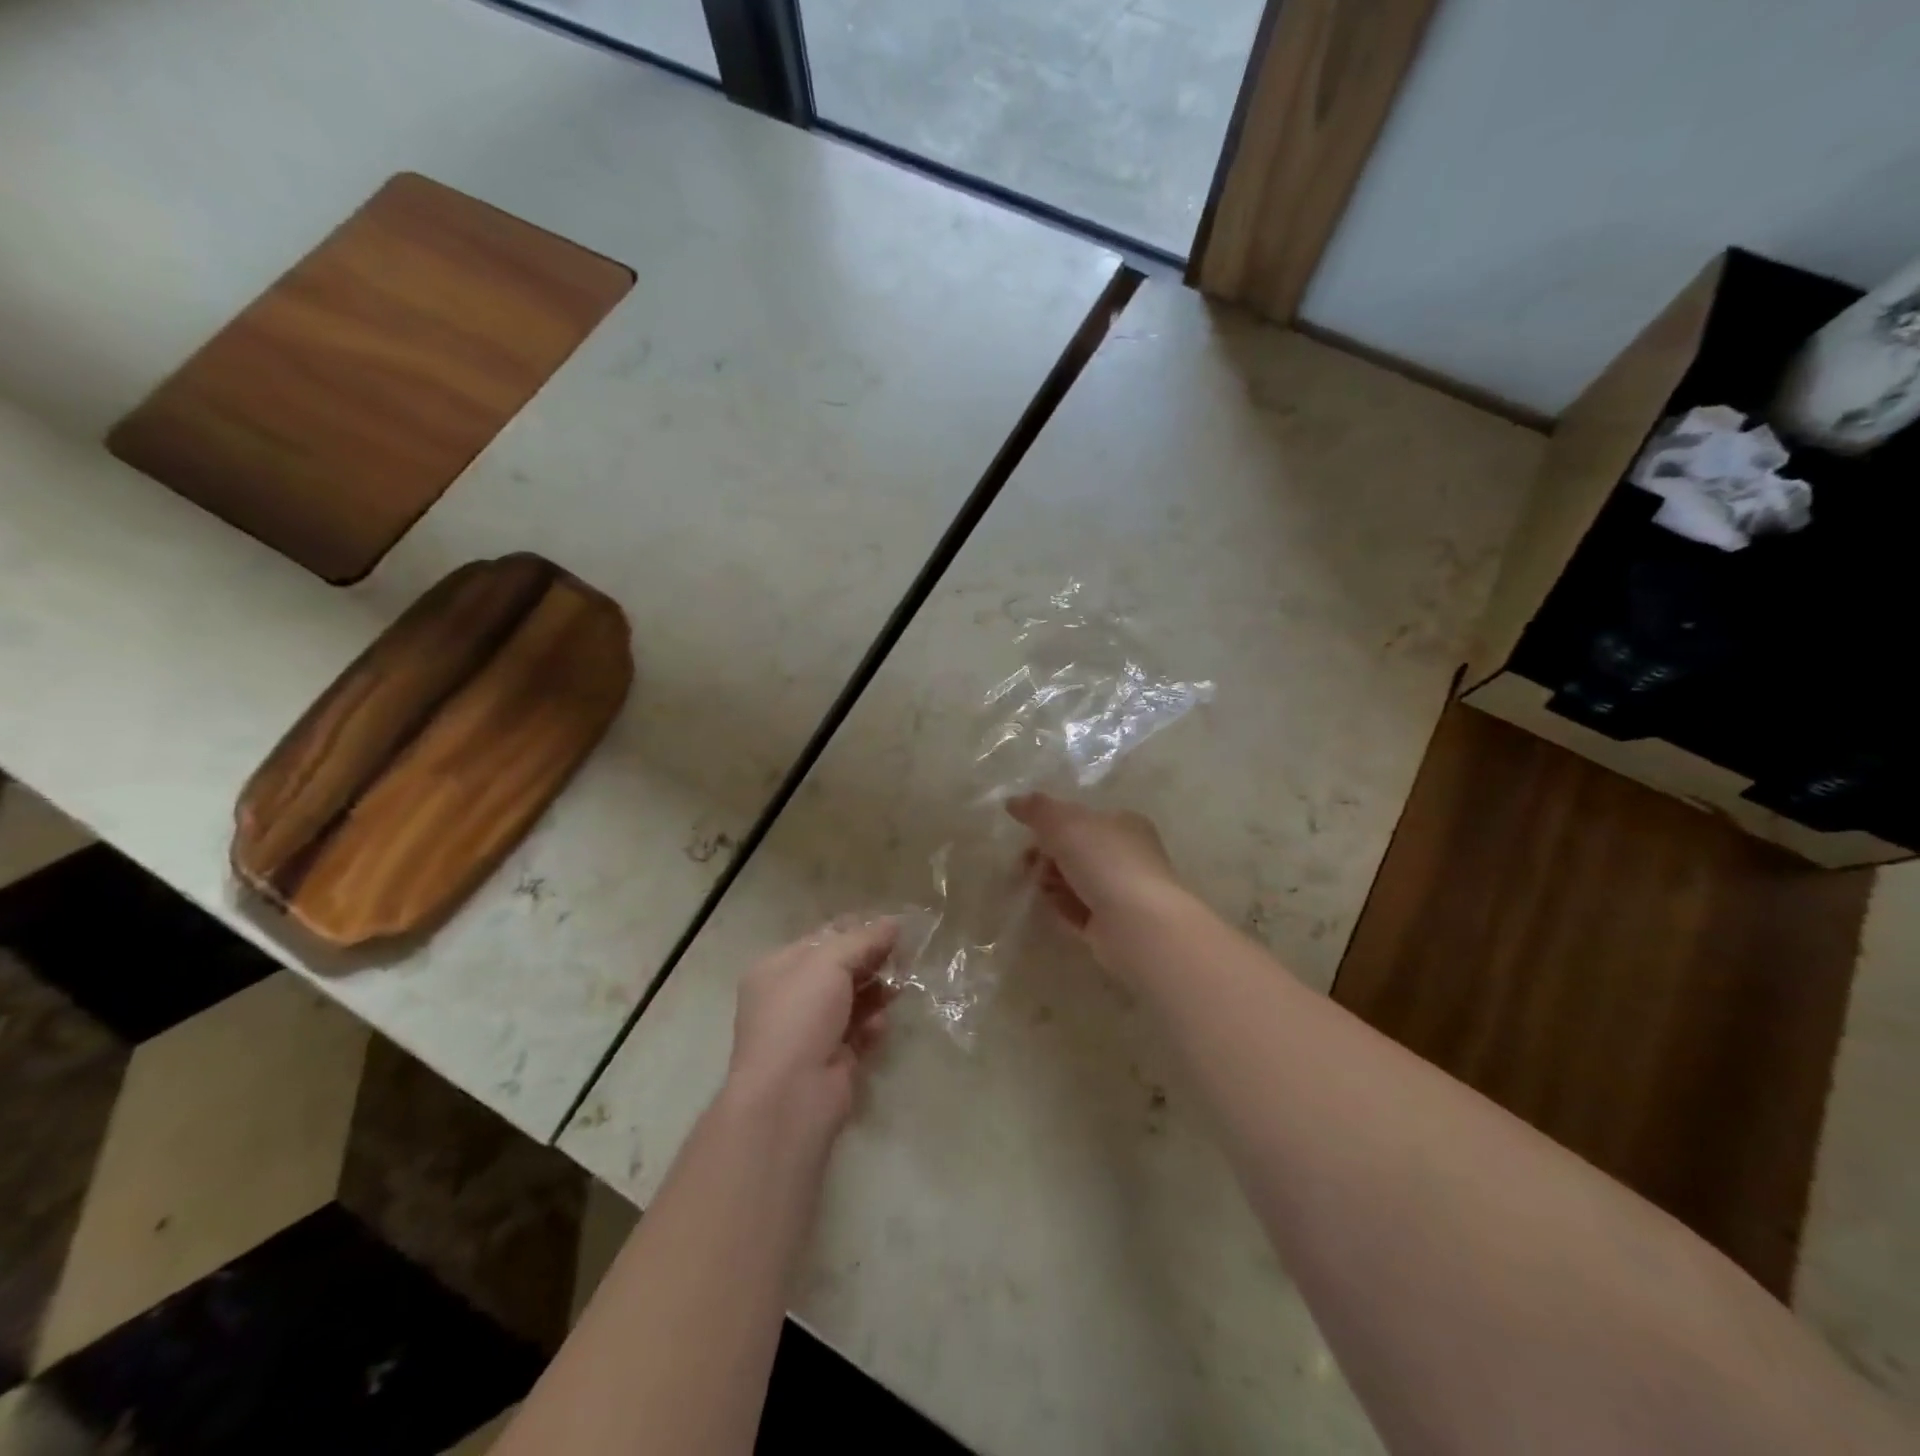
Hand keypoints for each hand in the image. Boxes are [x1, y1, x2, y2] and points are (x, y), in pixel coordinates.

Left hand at [726, 919, 896, 1139]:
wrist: (790, 1096)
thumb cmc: (800, 1016)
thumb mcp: (829, 963)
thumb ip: (863, 939)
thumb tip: (894, 922)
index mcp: (778, 969)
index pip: (821, 939)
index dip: (855, 930)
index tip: (891, 927)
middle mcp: (791, 998)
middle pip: (839, 969)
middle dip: (871, 961)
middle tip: (904, 955)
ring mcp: (811, 1031)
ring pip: (853, 1000)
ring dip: (877, 992)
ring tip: (900, 987)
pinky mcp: (833, 1059)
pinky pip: (859, 1032)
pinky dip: (873, 1025)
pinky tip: (880, 1025)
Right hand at [1007, 793, 1184, 964]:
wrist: (1137, 924)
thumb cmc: (1105, 862)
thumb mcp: (1065, 824)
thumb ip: (1038, 809)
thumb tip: (1013, 801)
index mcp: (1124, 824)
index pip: (1083, 819)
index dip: (1052, 825)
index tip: (1027, 835)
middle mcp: (1127, 856)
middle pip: (1077, 851)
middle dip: (1047, 855)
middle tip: (1025, 864)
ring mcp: (1122, 893)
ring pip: (1076, 881)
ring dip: (1052, 881)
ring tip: (1039, 886)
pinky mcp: (1113, 925)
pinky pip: (1079, 910)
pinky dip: (1061, 906)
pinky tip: (1049, 905)